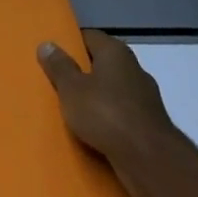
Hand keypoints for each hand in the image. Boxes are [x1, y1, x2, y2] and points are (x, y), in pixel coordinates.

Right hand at [38, 29, 175, 196]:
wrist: (149, 159)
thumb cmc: (105, 114)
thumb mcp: (71, 88)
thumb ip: (59, 67)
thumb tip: (47, 44)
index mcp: (115, 52)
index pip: (89, 37)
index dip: (70, 43)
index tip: (53, 54)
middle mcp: (134, 68)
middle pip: (102, 63)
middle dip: (82, 72)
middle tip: (57, 82)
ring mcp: (145, 97)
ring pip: (112, 90)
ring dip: (96, 97)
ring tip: (72, 109)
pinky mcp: (150, 123)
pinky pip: (121, 114)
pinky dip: (108, 119)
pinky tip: (93, 130)